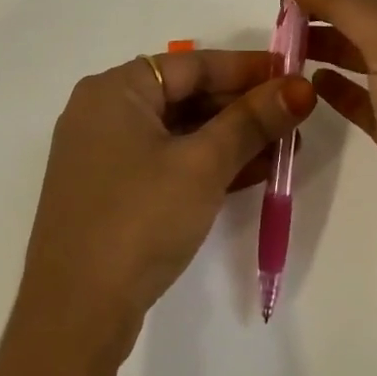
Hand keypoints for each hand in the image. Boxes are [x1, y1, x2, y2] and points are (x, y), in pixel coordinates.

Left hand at [14, 49, 315, 365]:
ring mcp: (104, 155)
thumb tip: (300, 87)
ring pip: (179, 133)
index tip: (294, 73)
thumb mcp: (202, 165)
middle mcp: (102, 112)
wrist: (76, 312)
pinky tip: (254, 174)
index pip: (192, 64)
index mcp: (114, 89)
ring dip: (231, 139)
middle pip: (185, 96)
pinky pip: (167, 163)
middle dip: (243, 107)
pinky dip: (206, 165)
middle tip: (296, 116)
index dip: (247, 68)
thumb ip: (251, 122)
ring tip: (286, 147)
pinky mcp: (111, 192)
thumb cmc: (139, 219)